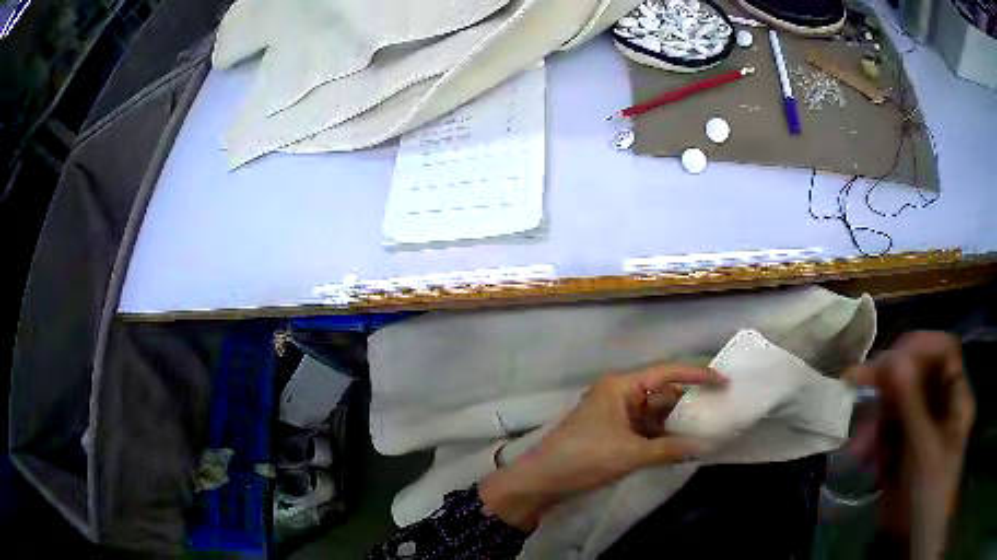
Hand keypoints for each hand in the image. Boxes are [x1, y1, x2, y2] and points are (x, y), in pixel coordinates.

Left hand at [479, 364, 726, 530]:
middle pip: (661, 393)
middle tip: (720, 410)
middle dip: (688, 404)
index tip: (724, 382)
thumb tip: (706, 447)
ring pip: (654, 413)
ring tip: (708, 429)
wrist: (541, 481)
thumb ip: (670, 449)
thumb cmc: (584, 458)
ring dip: (676, 423)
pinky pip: (644, 429)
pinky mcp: (612, 433)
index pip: (666, 372)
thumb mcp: (631, 453)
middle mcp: (619, 394)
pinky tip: (682, 446)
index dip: (697, 375)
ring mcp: (615, 414)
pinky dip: (662, 437)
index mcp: (621, 386)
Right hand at [848, 332, 974, 558]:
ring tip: (859, 449)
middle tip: (856, 383)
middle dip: (887, 385)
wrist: (914, 538)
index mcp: (955, 397)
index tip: (891, 359)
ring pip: (896, 403)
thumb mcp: (924, 451)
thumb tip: (894, 360)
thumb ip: (913, 405)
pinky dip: (873, 441)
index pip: (943, 352)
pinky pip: (886, 430)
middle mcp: (940, 402)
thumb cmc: (931, 493)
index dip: (920, 347)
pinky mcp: (903, 444)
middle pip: (916, 374)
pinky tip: (866, 460)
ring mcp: (922, 423)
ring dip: (875, 421)